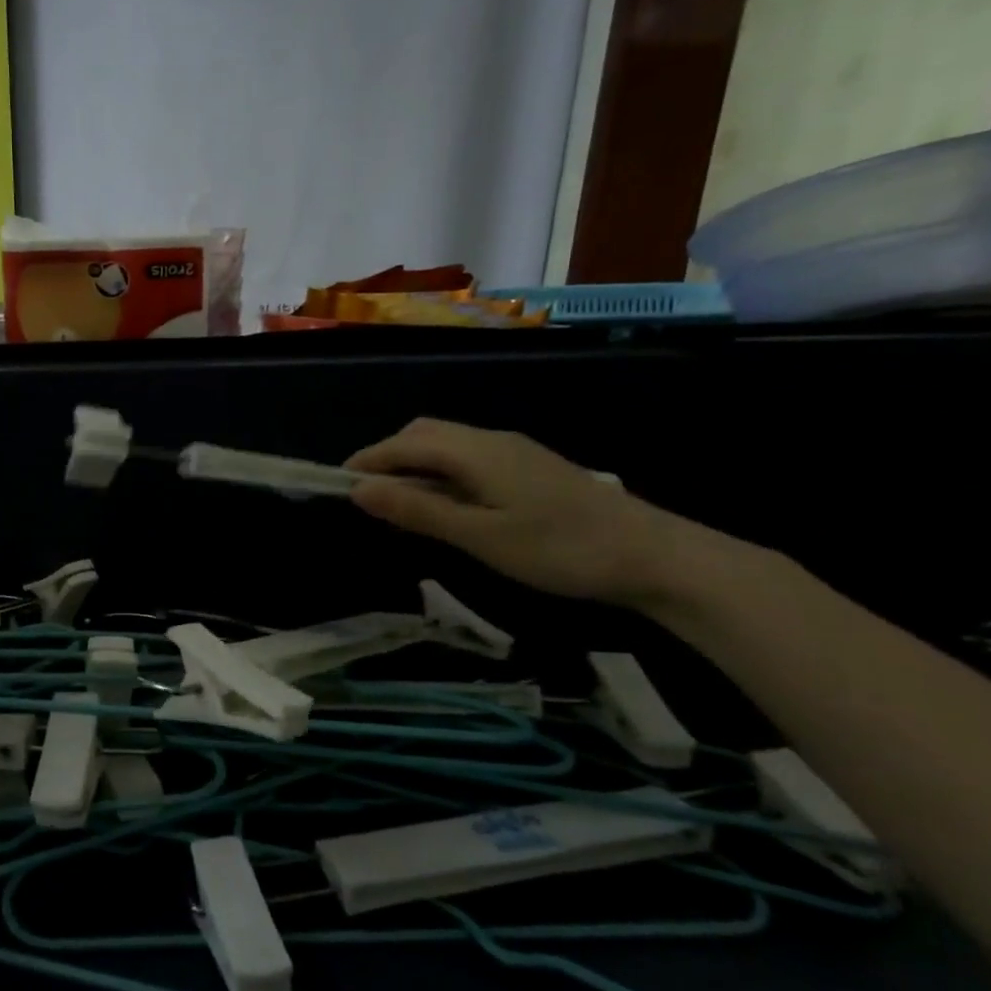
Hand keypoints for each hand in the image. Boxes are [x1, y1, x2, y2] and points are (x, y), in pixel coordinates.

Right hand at [344, 418, 703, 606]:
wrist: (654, 556)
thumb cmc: (560, 549)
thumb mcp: (480, 536)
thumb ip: (418, 510)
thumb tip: (359, 491)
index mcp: (475, 451)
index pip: (404, 444)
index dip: (367, 461)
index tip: (336, 484)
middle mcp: (491, 440)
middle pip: (424, 434)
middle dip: (387, 457)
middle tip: (366, 495)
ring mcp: (514, 451)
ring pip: (447, 444)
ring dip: (414, 464)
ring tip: (398, 502)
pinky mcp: (530, 468)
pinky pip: (468, 457)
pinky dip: (440, 472)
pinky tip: (446, 503)